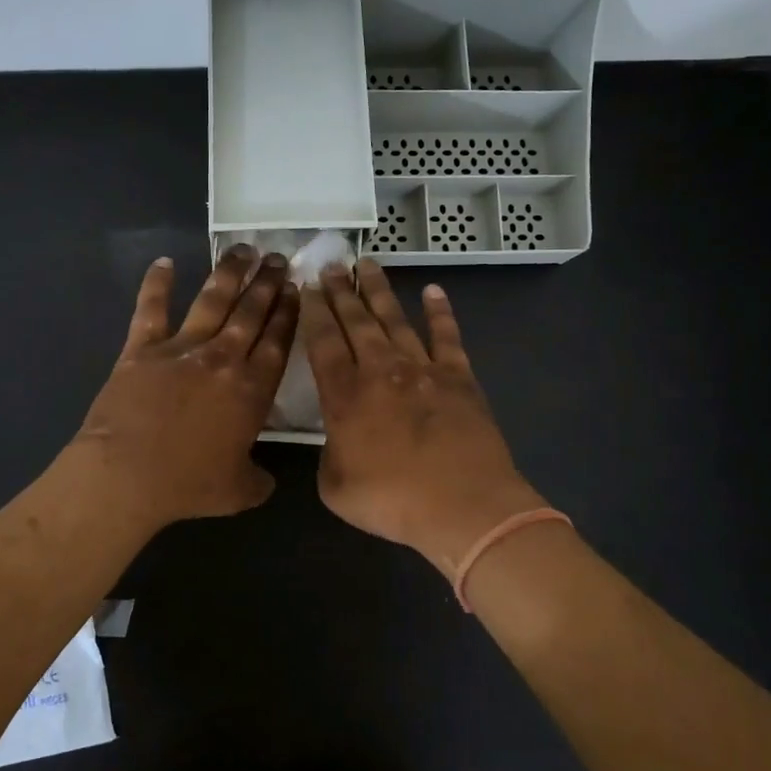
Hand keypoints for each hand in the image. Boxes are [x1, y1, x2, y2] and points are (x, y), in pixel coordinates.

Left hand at [69, 245, 297, 531]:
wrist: (128, 474)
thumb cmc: (188, 485)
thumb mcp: (238, 491)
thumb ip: (258, 480)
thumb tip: (267, 481)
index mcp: (252, 390)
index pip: (277, 341)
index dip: (288, 313)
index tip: (296, 289)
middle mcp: (223, 359)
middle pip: (251, 313)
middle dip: (267, 283)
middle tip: (278, 258)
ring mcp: (182, 348)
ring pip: (212, 300)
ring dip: (230, 273)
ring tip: (244, 250)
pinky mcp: (143, 348)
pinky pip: (151, 308)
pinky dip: (156, 284)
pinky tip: (163, 262)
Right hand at [301, 259, 542, 576]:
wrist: (464, 506)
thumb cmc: (394, 502)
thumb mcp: (335, 487)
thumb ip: (329, 453)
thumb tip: (338, 436)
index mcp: (345, 395)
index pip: (322, 342)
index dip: (312, 312)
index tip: (306, 285)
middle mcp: (381, 370)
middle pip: (355, 321)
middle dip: (340, 290)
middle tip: (331, 263)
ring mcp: (422, 369)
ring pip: (395, 319)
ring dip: (379, 290)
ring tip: (367, 264)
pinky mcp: (458, 377)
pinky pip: (447, 336)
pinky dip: (440, 312)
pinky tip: (434, 291)